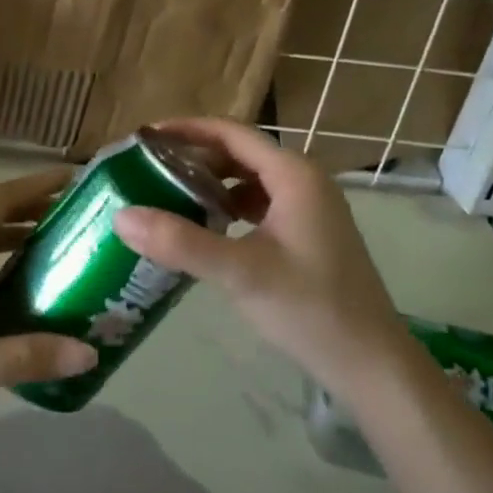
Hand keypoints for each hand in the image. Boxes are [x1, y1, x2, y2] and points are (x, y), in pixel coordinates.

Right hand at [113, 118, 406, 394]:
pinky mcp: (308, 231)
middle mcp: (303, 179)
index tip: (145, 138)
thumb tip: (121, 216)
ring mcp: (309, 205)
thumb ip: (181, 243)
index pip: (231, 133)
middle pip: (239, 152)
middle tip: (148, 170)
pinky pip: (259, 203)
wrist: (371, 362)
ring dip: (211, 183)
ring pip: (249, 179)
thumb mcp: (240, 273)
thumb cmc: (310, 309)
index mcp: (293, 174)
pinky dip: (229, 206)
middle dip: (194, 158)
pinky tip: (205, 228)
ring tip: (168, 196)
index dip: (186, 130)